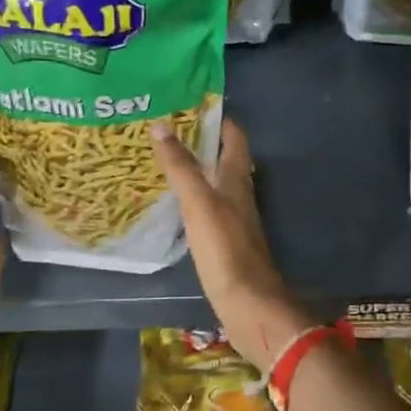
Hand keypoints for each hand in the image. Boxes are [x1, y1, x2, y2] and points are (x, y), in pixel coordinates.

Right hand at [151, 117, 310, 373]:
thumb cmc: (225, 250)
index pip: (234, 138)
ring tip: (162, 161)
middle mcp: (239, 195)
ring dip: (195, 170)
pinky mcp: (225, 243)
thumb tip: (161, 125)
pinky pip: (207, 209)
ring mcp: (233, 220)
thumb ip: (181, 167)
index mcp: (238, 180)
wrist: (248, 304)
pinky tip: (172, 205)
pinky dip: (191, 199)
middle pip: (224, 159)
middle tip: (166, 131)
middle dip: (201, 142)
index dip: (218, 119)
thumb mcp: (200, 203)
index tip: (189, 105)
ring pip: (215, 184)